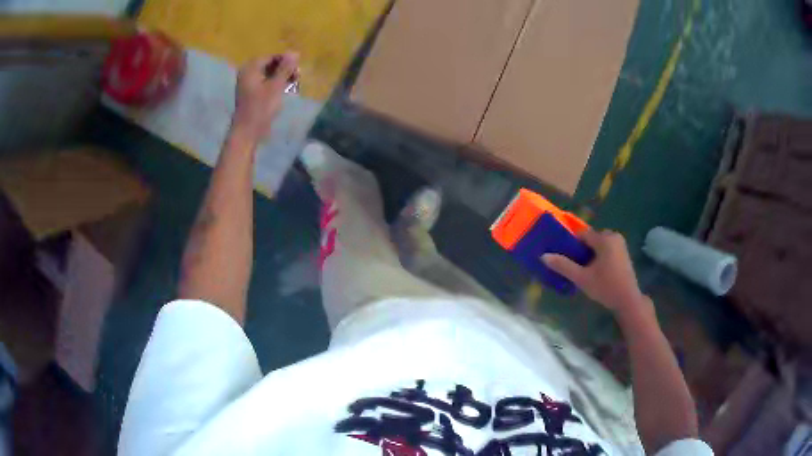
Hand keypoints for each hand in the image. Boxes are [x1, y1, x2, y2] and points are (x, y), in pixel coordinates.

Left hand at [231, 52, 298, 143]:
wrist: (247, 132)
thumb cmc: (261, 108)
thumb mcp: (276, 86)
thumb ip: (285, 68)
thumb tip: (295, 52)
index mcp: (251, 68)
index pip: (272, 57)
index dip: (286, 61)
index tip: (298, 71)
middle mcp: (248, 73)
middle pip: (270, 65)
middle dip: (285, 69)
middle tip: (297, 79)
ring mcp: (248, 84)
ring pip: (269, 74)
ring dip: (282, 77)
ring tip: (293, 85)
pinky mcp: (251, 94)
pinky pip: (266, 83)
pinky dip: (276, 85)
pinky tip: (285, 91)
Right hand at [543, 230, 647, 315]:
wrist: (628, 300)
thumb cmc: (605, 287)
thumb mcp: (582, 278)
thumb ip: (563, 266)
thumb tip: (543, 256)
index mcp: (604, 239)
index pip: (582, 234)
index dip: (572, 243)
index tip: (564, 255)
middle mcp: (614, 236)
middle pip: (591, 238)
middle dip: (582, 249)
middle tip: (574, 265)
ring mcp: (620, 244)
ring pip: (599, 244)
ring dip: (591, 253)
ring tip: (583, 269)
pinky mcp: (623, 252)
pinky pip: (607, 248)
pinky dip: (599, 255)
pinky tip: (596, 270)